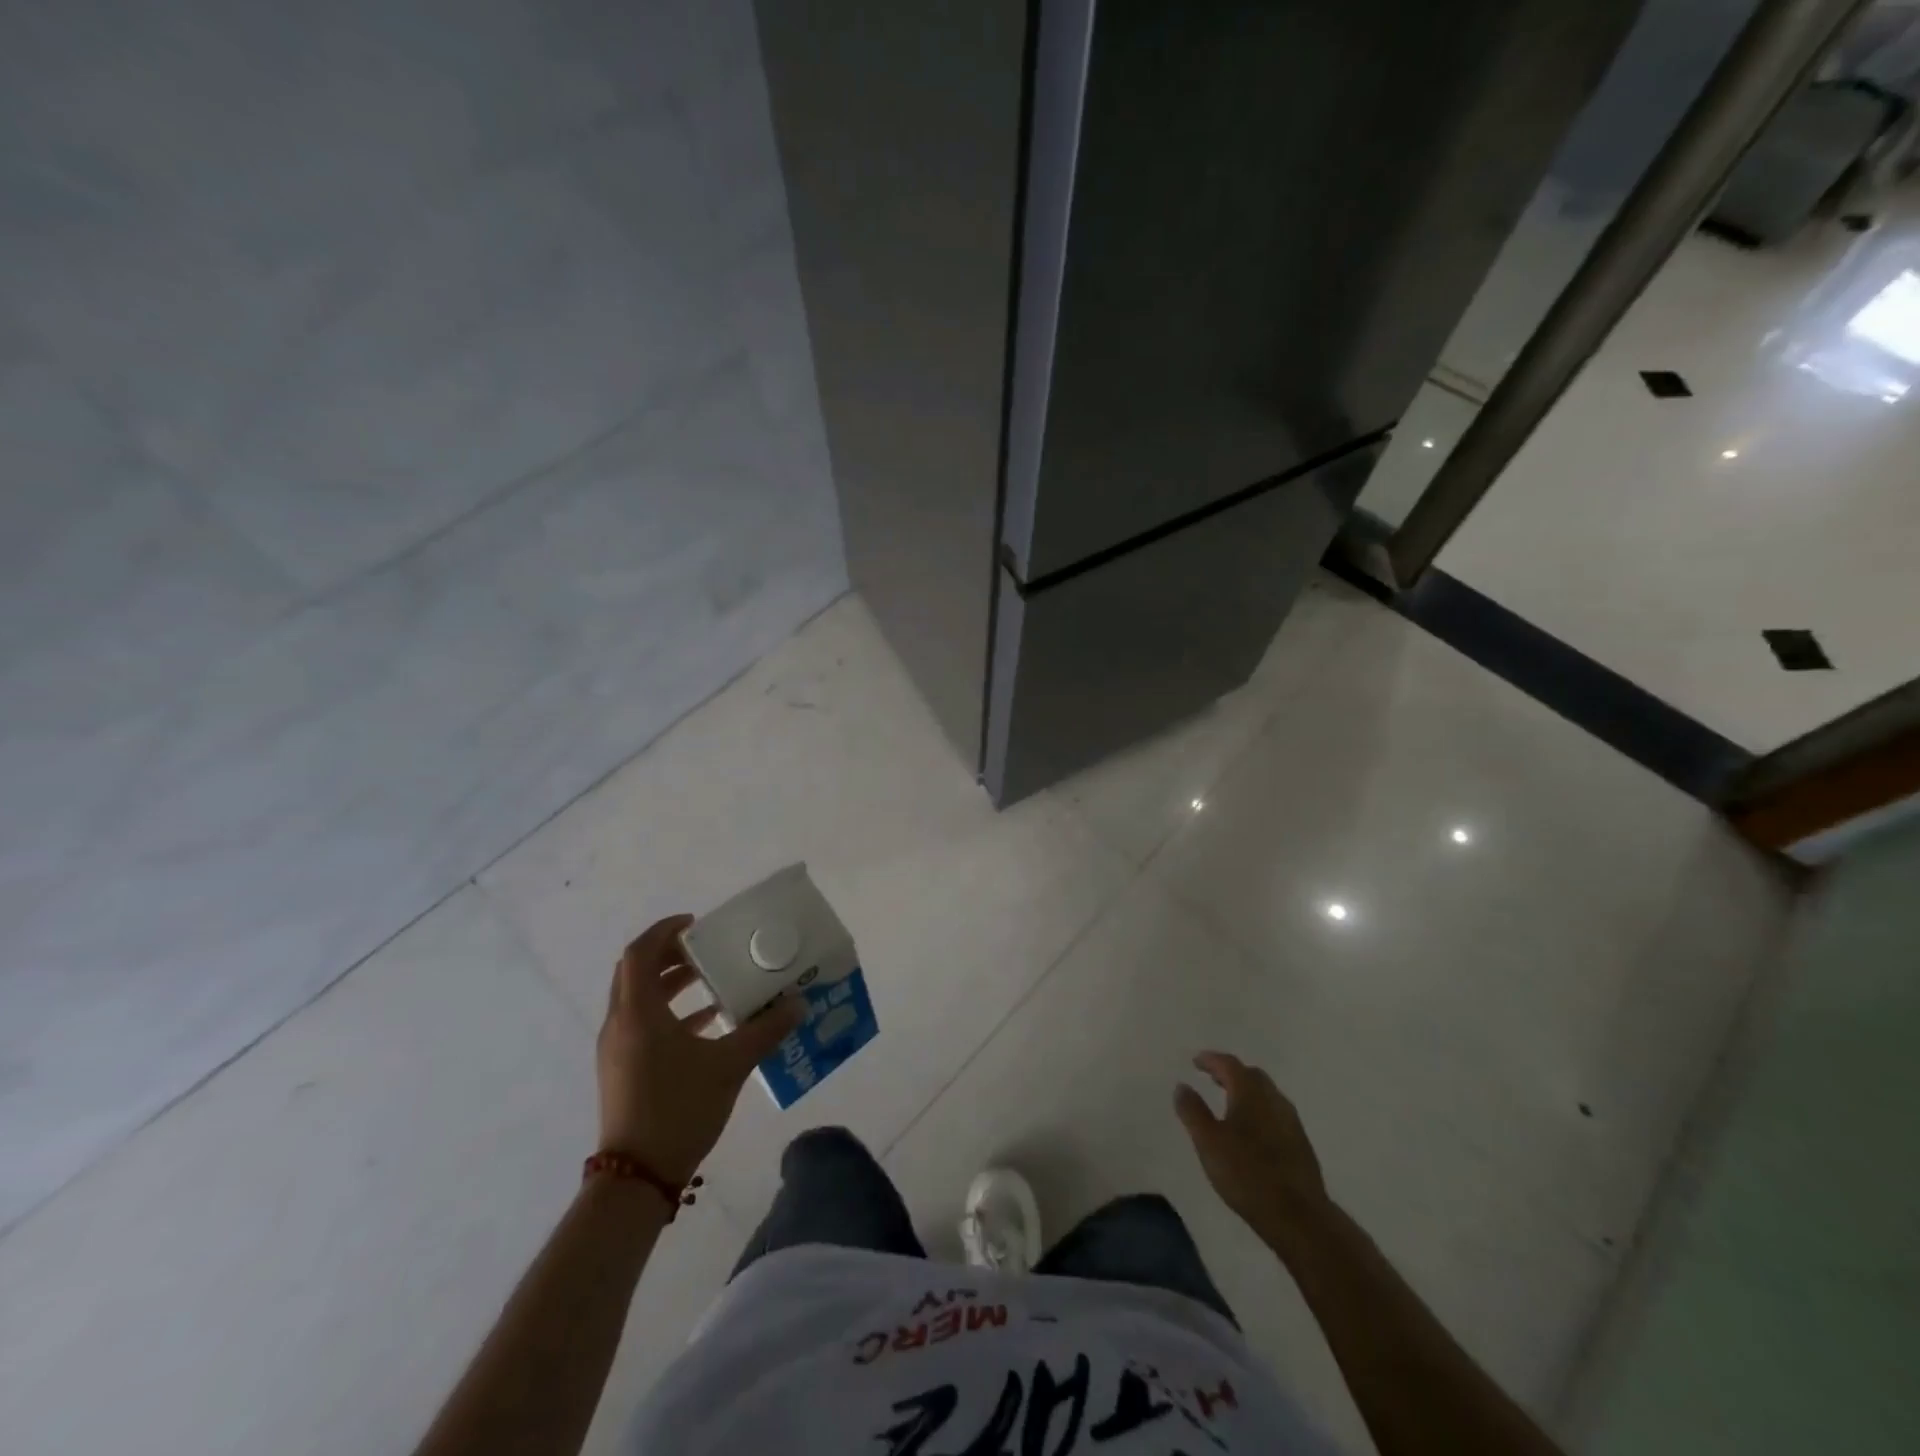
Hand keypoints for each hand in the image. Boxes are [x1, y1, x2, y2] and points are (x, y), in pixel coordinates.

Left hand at [596, 914, 802, 1184]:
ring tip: (711, 980)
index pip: (639, 953)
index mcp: (638, 1013)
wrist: (636, 1180)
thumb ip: (765, 1030)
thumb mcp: (729, 1065)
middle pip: (636, 972)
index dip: (664, 931)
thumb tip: (798, 1004)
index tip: (696, 924)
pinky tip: (707, 1022)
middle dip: (670, 954)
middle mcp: (620, 1024)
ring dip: (670, 983)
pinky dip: (670, 1012)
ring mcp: (617, 1049)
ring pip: (639, 999)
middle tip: (706, 948)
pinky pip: (643, 1024)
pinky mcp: (622, 1070)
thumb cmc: (679, 1110)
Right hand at [1175, 1051, 1329, 1246]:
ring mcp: (1291, 1122)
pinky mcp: (1301, 1144)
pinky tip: (1252, 1131)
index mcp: (1250, 1093)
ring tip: (1229, 1103)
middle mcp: (1273, 1099)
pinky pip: (1276, 1114)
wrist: (1298, 1216)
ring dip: (1247, 1092)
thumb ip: (1192, 1111)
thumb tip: (1182, 1086)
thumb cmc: (1246, 1173)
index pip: (1229, 1064)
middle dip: (1231, 1073)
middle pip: (1252, 1075)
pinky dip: (1260, 1110)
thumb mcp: (1208, 1142)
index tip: (1196, 1061)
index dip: (1211, 1059)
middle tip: (1212, 1078)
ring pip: (1267, 1095)